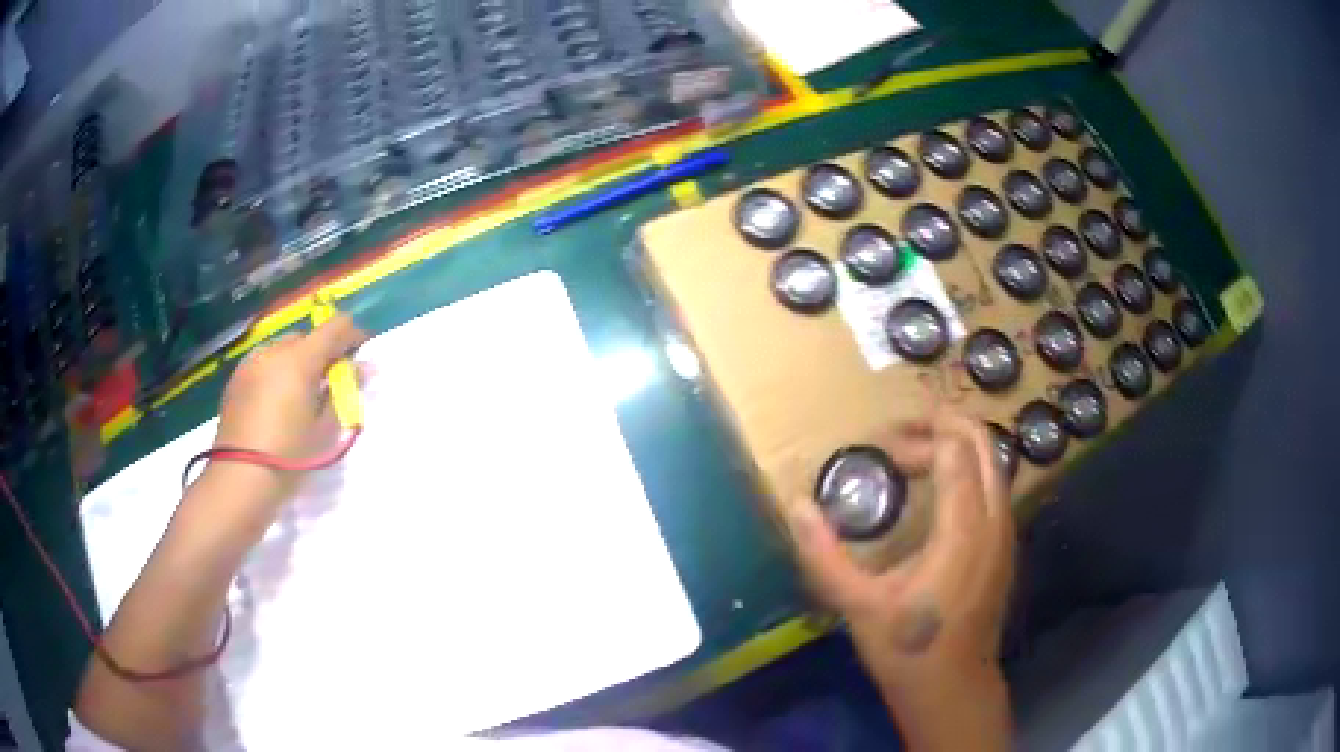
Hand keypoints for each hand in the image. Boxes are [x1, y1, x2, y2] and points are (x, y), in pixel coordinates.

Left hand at [213, 313, 367, 463]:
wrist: (239, 479)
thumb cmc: (289, 456)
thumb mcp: (325, 429)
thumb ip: (344, 391)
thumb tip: (363, 368)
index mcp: (300, 358)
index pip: (336, 327)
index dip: (353, 336)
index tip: (361, 356)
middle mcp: (274, 350)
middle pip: (307, 338)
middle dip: (323, 354)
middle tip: (330, 385)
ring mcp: (252, 362)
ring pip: (283, 350)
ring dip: (298, 363)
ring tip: (301, 395)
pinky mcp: (237, 379)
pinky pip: (265, 364)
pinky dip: (277, 374)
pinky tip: (277, 403)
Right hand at [780, 409, 1015, 742]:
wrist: (954, 688)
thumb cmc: (908, 650)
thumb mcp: (858, 606)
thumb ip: (825, 556)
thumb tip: (797, 506)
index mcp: (963, 531)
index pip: (954, 452)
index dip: (920, 439)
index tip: (883, 453)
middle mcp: (994, 521)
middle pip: (984, 443)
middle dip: (945, 424)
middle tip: (902, 433)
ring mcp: (1006, 533)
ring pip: (994, 463)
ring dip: (958, 446)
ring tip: (917, 456)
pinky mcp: (1005, 547)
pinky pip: (995, 486)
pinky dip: (969, 470)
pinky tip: (937, 494)